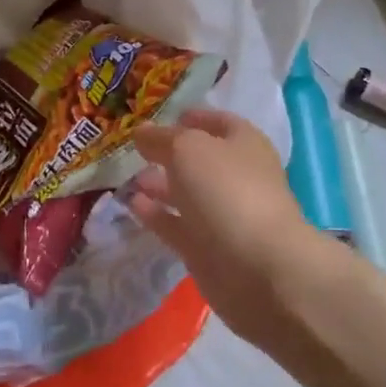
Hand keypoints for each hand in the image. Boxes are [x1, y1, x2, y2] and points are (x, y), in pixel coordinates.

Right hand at [129, 109, 326, 341]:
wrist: (259, 269)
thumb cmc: (227, 191)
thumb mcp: (188, 149)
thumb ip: (161, 138)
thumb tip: (141, 132)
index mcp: (243, 143)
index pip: (217, 121)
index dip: (191, 117)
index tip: (158, 117)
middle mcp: (235, 176)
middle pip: (199, 159)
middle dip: (168, 153)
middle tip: (133, 149)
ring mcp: (223, 214)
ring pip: (186, 193)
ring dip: (159, 184)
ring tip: (126, 177)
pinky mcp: (207, 248)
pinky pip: (176, 224)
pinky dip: (156, 214)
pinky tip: (131, 204)